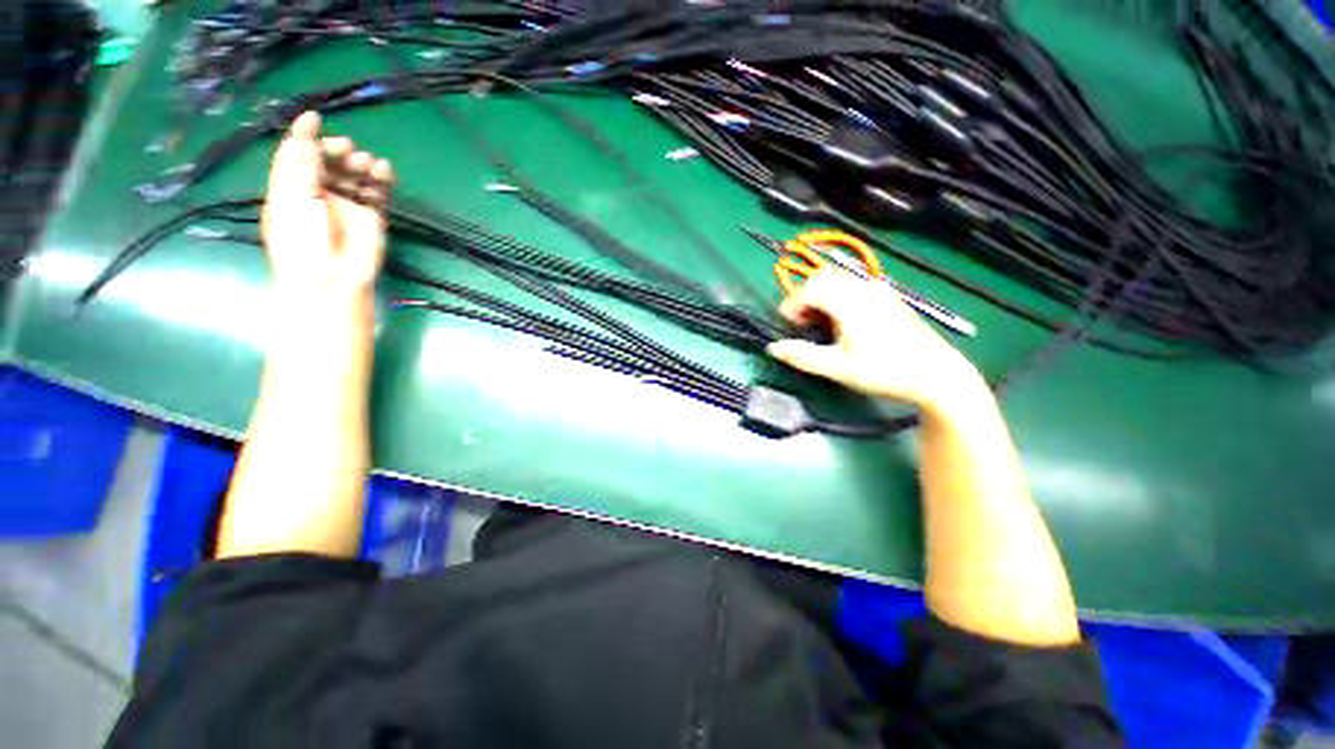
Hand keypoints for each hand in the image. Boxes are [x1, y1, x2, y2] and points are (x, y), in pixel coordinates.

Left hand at [261, 111, 394, 298]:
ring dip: (360, 163)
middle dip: (336, 150)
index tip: (315, 117)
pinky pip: (377, 192)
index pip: (296, 156)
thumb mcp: (294, 198)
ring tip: (366, 162)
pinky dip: (382, 179)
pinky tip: (384, 169)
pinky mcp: (372, 217)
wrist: (334, 279)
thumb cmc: (304, 241)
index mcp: (291, 189)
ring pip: (355, 176)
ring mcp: (347, 206)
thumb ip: (301, 164)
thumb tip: (306, 130)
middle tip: (346, 148)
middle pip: (327, 162)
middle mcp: (318, 194)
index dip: (303, 136)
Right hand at [766, 269, 984, 413]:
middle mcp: (865, 288)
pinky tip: (841, 322)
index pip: (811, 287)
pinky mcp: (887, 297)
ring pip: (838, 280)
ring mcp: (879, 290)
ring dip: (820, 297)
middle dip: (804, 297)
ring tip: (818, 325)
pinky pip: (852, 287)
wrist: (936, 374)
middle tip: (800, 323)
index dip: (792, 303)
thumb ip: (802, 356)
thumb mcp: (838, 369)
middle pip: (823, 277)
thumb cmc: (884, 372)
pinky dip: (836, 298)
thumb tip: (773, 348)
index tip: (788, 325)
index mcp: (852, 302)